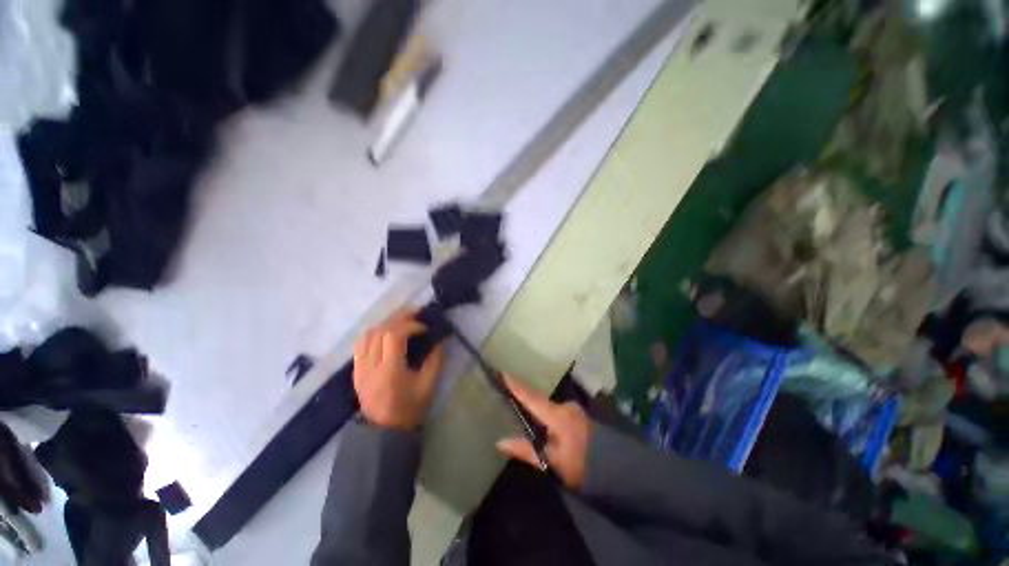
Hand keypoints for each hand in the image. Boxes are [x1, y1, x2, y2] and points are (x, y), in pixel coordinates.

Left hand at [353, 309, 445, 430]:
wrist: (383, 431)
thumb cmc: (409, 409)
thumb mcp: (428, 386)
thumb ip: (436, 359)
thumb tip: (442, 338)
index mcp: (389, 371)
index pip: (394, 336)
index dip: (411, 325)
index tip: (425, 327)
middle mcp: (370, 366)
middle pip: (380, 330)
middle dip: (400, 317)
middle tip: (417, 313)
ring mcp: (359, 367)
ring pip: (368, 333)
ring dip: (387, 322)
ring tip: (403, 320)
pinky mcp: (356, 369)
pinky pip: (361, 342)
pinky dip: (375, 332)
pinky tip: (387, 331)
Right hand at [495, 374, 590, 489]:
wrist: (614, 468)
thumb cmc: (580, 465)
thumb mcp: (551, 462)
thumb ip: (526, 450)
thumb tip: (500, 442)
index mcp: (557, 415)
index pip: (531, 397)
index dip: (516, 386)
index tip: (503, 373)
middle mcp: (565, 406)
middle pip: (539, 401)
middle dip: (526, 400)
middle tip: (509, 397)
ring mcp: (573, 409)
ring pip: (549, 407)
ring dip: (538, 411)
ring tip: (525, 416)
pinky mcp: (578, 415)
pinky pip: (557, 411)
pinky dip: (548, 415)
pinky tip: (544, 425)